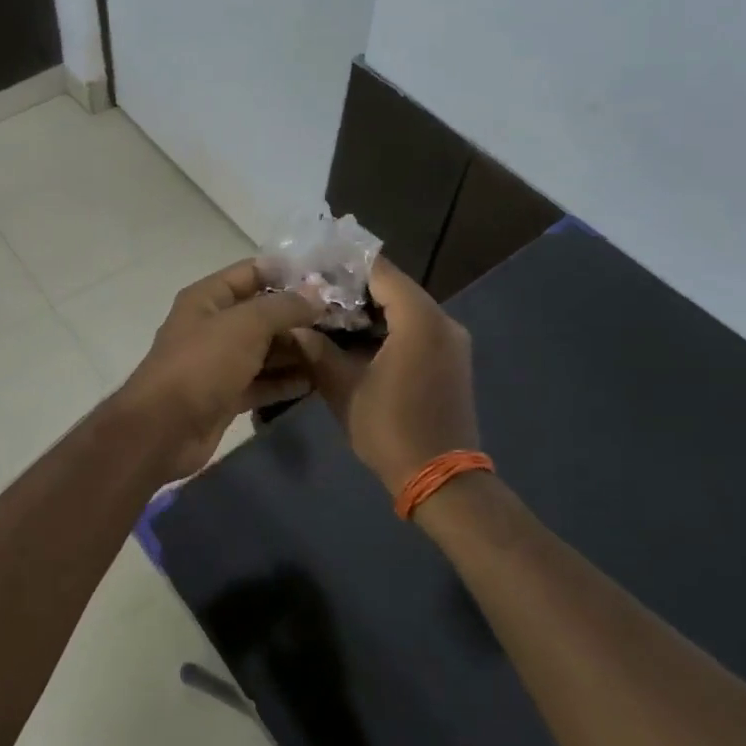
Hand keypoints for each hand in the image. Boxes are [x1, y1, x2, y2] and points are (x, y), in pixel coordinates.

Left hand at [116, 260, 324, 481]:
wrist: (164, 429)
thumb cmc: (203, 364)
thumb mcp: (246, 325)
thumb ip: (284, 306)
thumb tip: (316, 294)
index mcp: (208, 298)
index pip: (252, 273)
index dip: (288, 273)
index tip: (328, 279)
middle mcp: (213, 325)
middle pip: (262, 314)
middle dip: (299, 317)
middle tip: (343, 321)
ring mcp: (220, 362)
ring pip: (265, 350)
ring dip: (297, 351)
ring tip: (337, 351)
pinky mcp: (227, 395)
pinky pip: (262, 382)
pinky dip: (286, 382)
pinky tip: (317, 382)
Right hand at [292, 258, 479, 495]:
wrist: (440, 479)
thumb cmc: (390, 429)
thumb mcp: (343, 388)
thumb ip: (318, 349)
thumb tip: (294, 326)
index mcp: (420, 320)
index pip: (380, 271)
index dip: (345, 265)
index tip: (313, 266)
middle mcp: (442, 321)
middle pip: (394, 287)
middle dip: (353, 287)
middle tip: (313, 291)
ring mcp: (451, 341)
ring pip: (405, 308)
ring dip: (370, 309)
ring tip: (327, 313)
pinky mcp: (450, 359)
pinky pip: (416, 328)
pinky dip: (387, 327)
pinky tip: (355, 339)